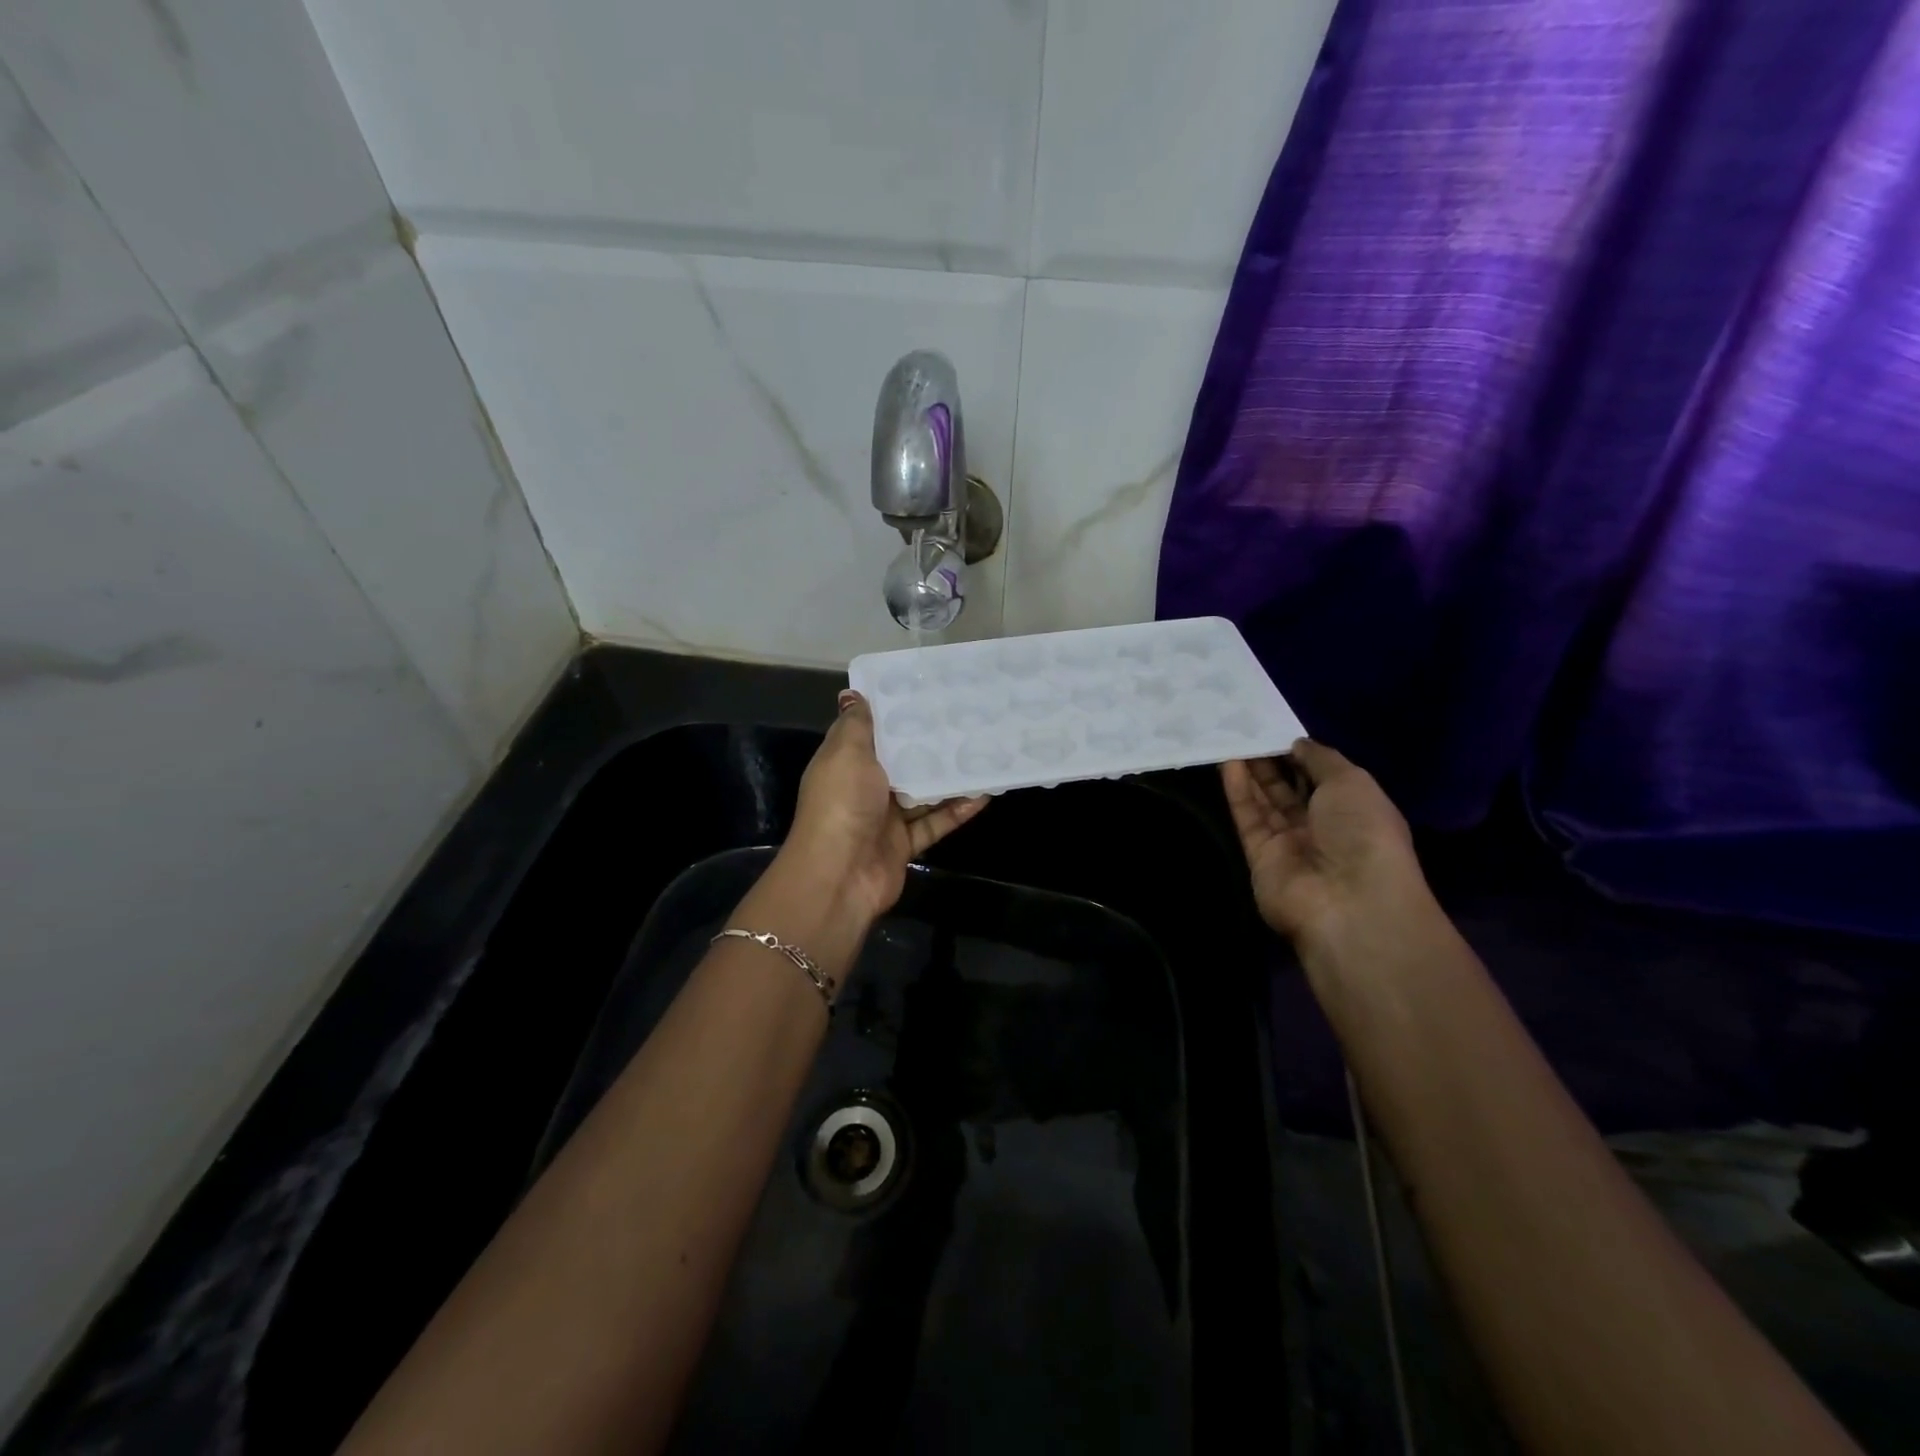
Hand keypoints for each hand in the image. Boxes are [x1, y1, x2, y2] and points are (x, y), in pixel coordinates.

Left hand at [781, 690, 988, 924]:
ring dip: (949, 778)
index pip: (870, 732)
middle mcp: (864, 787)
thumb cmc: (842, 803)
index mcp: (846, 762)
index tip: (926, 692)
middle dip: (928, 744)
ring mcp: (884, 818)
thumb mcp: (846, 753)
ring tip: (982, 753)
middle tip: (966, 720)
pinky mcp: (904, 844)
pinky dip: (956, 811)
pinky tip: (984, 794)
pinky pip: (934, 823)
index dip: (894, 713)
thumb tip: (852, 693)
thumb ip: (857, 724)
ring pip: (922, 793)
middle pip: (900, 762)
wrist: (839, 876)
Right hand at [1221, 740, 1428, 958]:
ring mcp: (1289, 845)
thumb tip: (1296, 744)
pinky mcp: (1259, 857)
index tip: (1279, 730)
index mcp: (1354, 811)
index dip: (1301, 755)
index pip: (1323, 778)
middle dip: (1271, 762)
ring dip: (1251, 772)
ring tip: (1232, 739)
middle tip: (1248, 731)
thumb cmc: (1362, 832)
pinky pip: (1248, 818)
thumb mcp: (1352, 781)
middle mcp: (1322, 828)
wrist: (1347, 898)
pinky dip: (1238, 792)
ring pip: (1265, 802)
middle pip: (1290, 790)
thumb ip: (1321, 758)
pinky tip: (1228, 763)